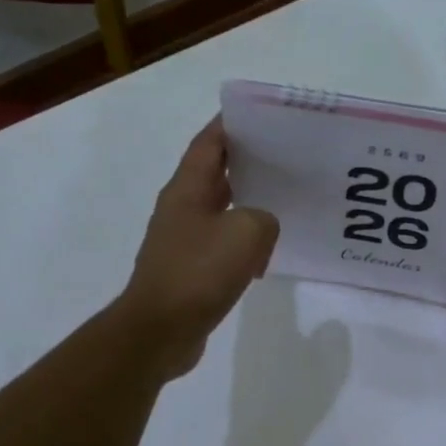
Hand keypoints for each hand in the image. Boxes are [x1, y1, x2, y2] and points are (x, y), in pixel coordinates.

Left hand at [118, 119, 279, 378]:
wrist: (159, 330)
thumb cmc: (198, 273)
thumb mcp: (246, 233)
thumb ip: (264, 218)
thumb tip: (260, 226)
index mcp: (187, 189)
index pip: (209, 142)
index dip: (232, 124)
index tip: (261, 116)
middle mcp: (181, 208)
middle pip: (215, 173)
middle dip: (247, 162)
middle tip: (285, 158)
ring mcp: (182, 240)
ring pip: (220, 209)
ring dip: (247, 203)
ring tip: (283, 201)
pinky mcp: (188, 269)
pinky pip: (220, 243)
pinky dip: (243, 241)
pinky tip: (265, 252)